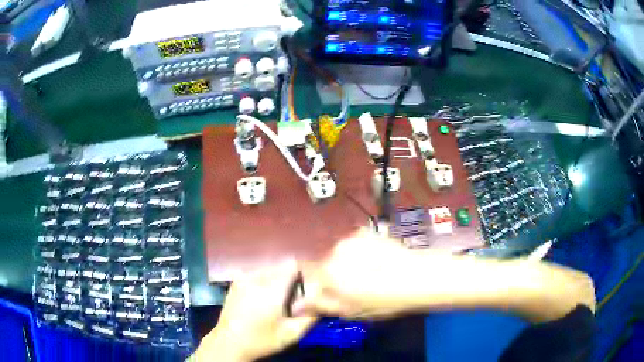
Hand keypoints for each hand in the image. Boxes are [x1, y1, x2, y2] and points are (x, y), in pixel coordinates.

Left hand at [194, 261, 316, 361]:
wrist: (229, 343)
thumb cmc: (262, 340)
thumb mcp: (292, 334)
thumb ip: (311, 317)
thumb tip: (323, 302)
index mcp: (271, 289)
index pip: (292, 266)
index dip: (303, 274)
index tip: (307, 288)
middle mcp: (256, 278)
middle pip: (281, 267)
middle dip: (291, 279)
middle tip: (293, 299)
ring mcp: (243, 278)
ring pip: (269, 270)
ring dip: (278, 280)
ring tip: (278, 300)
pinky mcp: (236, 282)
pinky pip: (257, 274)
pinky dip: (265, 282)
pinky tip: (263, 299)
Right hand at [293, 228, 439, 319]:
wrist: (418, 276)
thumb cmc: (385, 300)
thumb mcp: (351, 311)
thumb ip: (321, 305)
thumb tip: (296, 305)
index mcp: (329, 272)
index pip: (310, 278)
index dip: (322, 288)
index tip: (334, 295)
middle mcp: (336, 250)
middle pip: (326, 265)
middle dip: (336, 276)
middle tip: (357, 288)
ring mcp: (353, 238)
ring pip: (341, 254)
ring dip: (349, 263)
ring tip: (371, 274)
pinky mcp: (367, 232)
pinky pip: (355, 244)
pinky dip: (361, 252)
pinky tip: (377, 262)